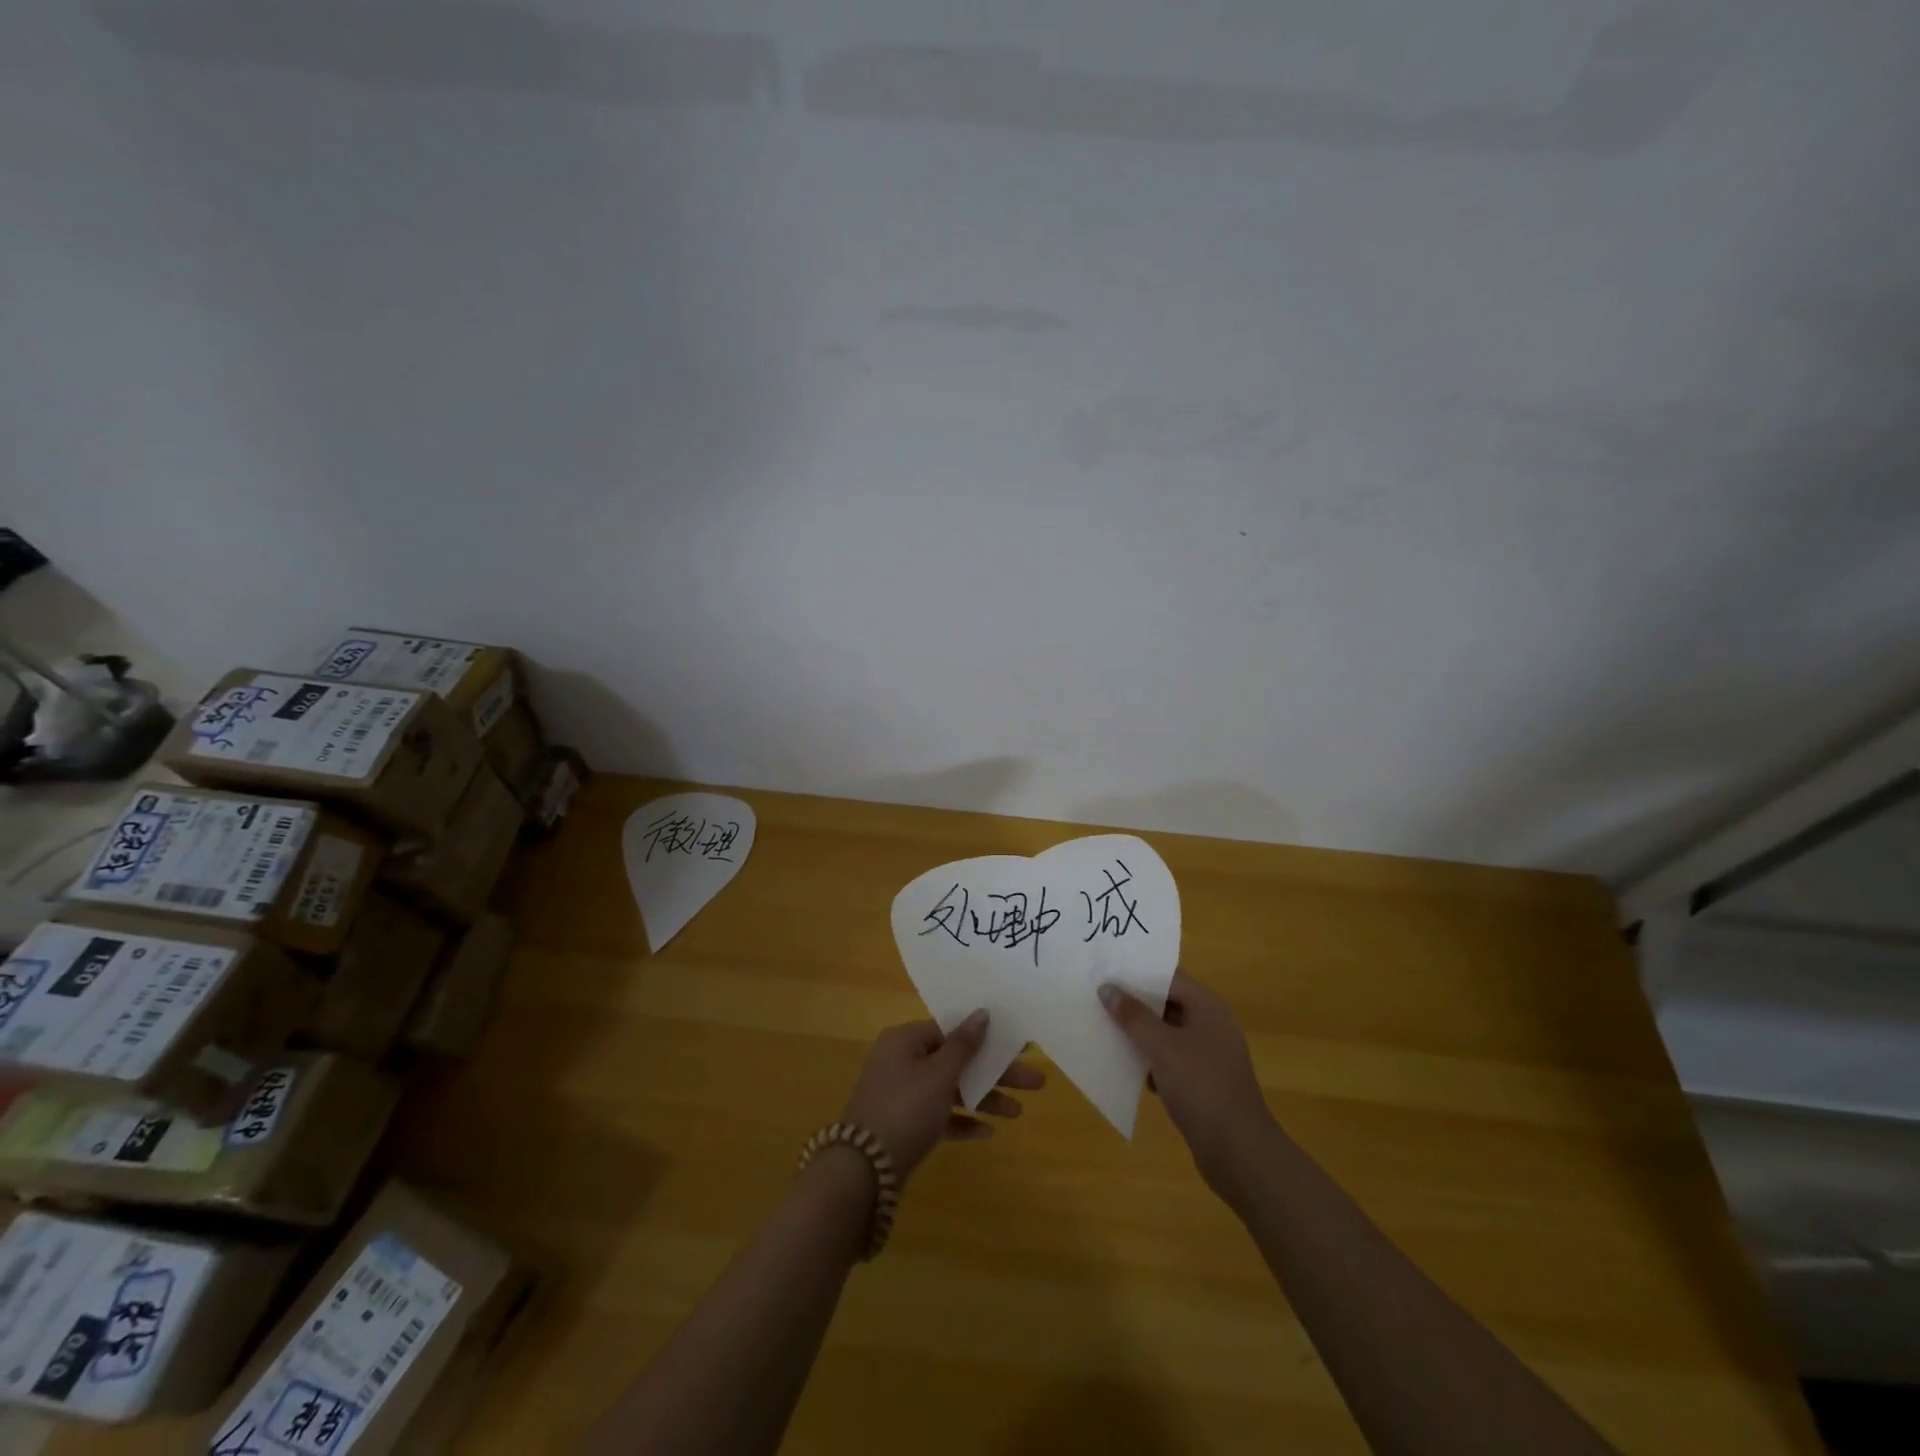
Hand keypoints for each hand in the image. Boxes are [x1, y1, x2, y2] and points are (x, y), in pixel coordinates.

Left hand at [840, 1011, 1045, 1180]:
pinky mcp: (904, 1126)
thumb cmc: (905, 1110)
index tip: (1017, 1046)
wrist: (864, 1172)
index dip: (984, 1037)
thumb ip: (964, 1045)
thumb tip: (982, 1013)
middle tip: (1034, 1081)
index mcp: (905, 1040)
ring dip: (982, 1098)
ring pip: (950, 1090)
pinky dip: (961, 1121)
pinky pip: (939, 1116)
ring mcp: (901, 1095)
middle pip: (955, 1060)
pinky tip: (987, 1133)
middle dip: (993, 1072)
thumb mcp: (939, 1074)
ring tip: (1018, 1112)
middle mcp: (901, 1062)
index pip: (950, 1029)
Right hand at [1100, 970, 1275, 1198]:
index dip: (1138, 973)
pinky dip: (1151, 1060)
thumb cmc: (1200, 1086)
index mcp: (1208, 1006)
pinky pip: (1171, 1060)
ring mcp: (1209, 1055)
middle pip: (1167, 1003)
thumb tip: (1108, 987)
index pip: (1169, 977)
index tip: (1106, 972)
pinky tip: (1128, 1068)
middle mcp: (1212, 1024)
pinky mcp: (1204, 1082)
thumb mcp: (1161, 1046)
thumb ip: (1133, 1015)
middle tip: (1098, 999)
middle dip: (1135, 1004)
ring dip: (1140, 1034)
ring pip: (1167, 1033)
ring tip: (1105, 1030)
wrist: (1238, 1151)